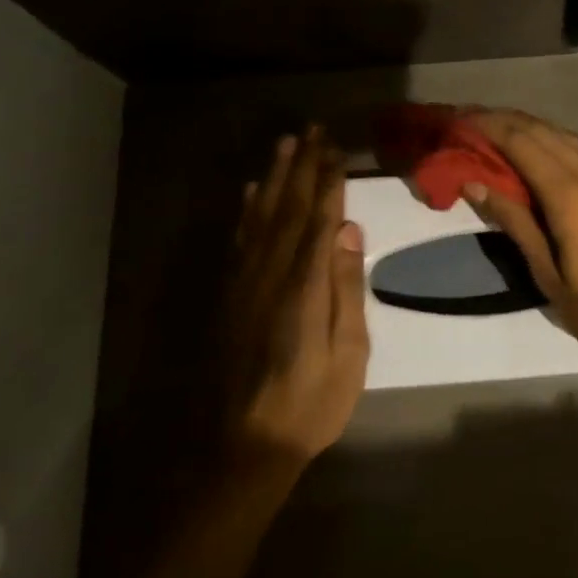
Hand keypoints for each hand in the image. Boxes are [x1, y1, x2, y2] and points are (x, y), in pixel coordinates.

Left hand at [223, 129, 369, 469]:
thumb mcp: (348, 354)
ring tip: (286, 145)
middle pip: (287, 209)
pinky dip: (247, 211)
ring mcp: (243, 285)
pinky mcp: (229, 298)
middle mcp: (268, 275)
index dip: (329, 181)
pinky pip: (239, 242)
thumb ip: (345, 289)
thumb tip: (347, 231)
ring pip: (260, 218)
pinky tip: (253, 192)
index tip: (337, 148)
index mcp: (303, 287)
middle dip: (302, 167)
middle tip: (313, 130)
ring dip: (274, 179)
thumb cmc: (310, 404)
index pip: (319, 220)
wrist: (242, 447)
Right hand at [462, 110, 577, 370]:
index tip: (456, 120)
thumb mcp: (549, 275)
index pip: (521, 143)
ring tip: (491, 133)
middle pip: (542, 132)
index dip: (488, 127)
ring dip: (528, 129)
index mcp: (570, 195)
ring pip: (563, 138)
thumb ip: (515, 224)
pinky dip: (550, 144)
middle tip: (466, 121)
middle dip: (503, 121)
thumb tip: (476, 184)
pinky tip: (533, 156)